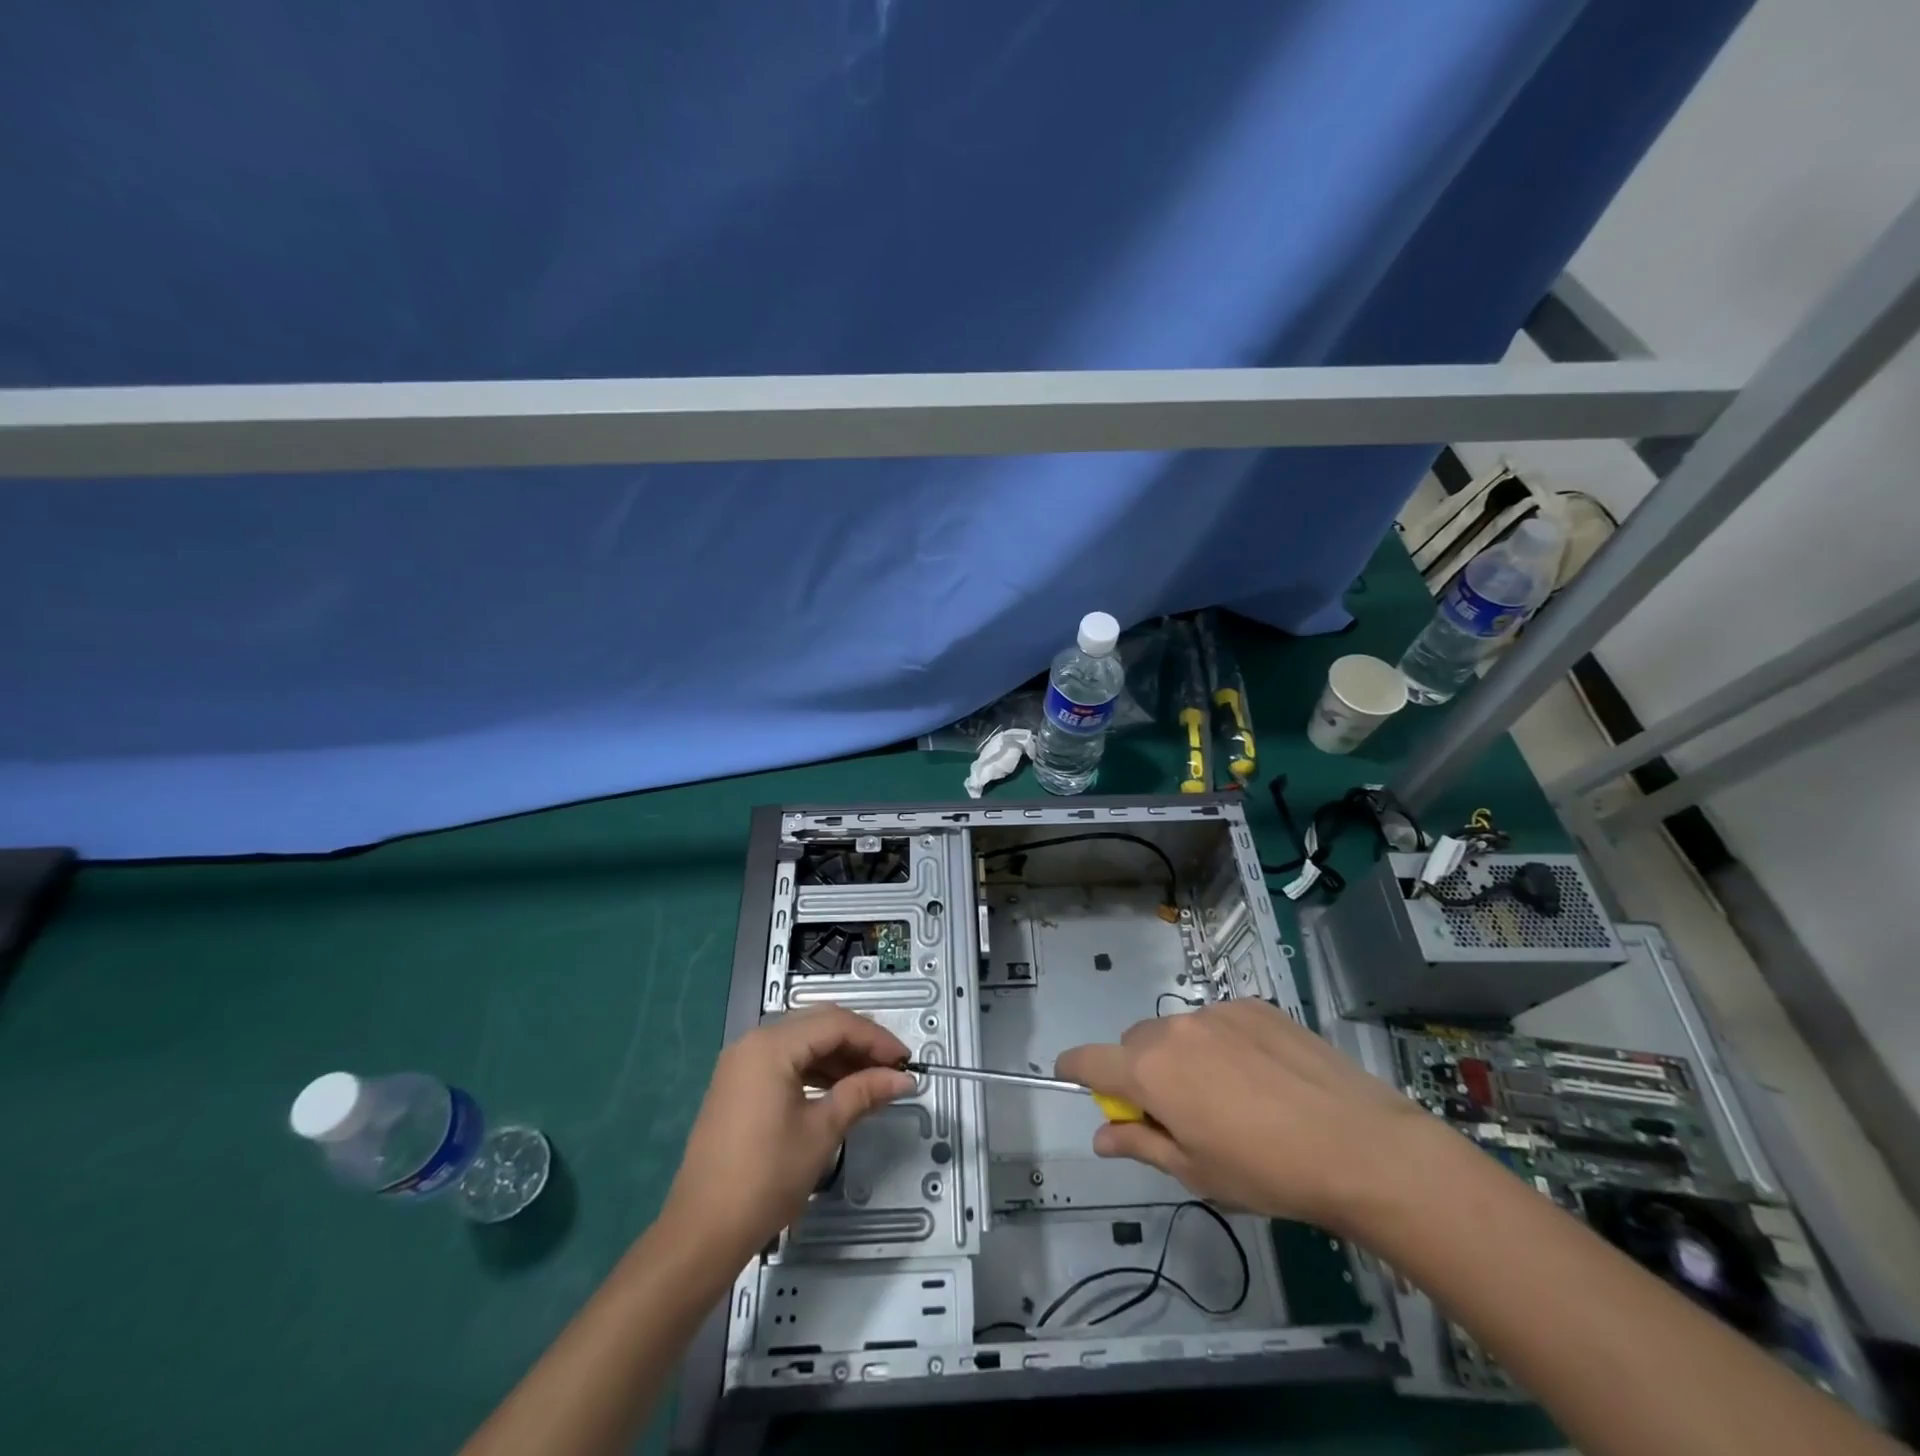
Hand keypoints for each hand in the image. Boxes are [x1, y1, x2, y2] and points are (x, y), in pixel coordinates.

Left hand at [660, 1006, 914, 1269]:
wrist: (702, 1231)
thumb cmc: (766, 1177)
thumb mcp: (822, 1131)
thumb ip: (863, 1093)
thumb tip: (902, 1079)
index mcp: (771, 1046)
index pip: (835, 1024)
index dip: (875, 1039)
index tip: (905, 1061)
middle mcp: (753, 1042)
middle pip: (818, 1024)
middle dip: (859, 1042)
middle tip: (891, 1067)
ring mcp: (742, 1062)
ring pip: (802, 1041)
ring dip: (838, 1056)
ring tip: (872, 1080)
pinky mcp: (738, 1083)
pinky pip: (785, 1060)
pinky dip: (815, 1069)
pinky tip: (839, 1089)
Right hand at [1056, 1000, 1441, 1232]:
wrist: (1360, 1146)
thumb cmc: (1267, 1172)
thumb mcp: (1195, 1171)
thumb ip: (1140, 1144)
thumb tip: (1102, 1136)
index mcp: (1151, 1070)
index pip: (1091, 1060)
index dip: (1074, 1068)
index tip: (1067, 1074)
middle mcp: (1175, 1029)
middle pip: (1136, 1043)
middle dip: (1140, 1072)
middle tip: (1175, 1112)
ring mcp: (1218, 1011)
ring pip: (1179, 1031)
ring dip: (1183, 1057)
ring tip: (1230, 1096)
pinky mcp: (1256, 1006)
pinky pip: (1220, 1021)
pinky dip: (1223, 1043)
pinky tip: (1262, 1076)